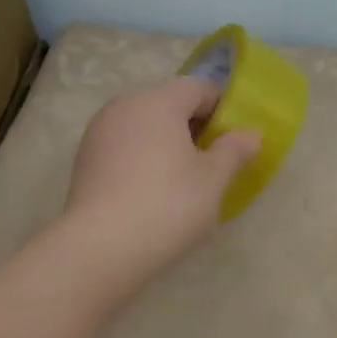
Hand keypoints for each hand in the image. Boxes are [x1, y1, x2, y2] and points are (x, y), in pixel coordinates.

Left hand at [62, 78, 260, 304]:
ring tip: (186, 178)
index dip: (223, 109)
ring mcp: (98, 133)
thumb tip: (251, 134)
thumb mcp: (213, 179)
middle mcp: (124, 107)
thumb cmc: (168, 204)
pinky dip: (144, 158)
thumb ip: (235, 150)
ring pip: (144, 127)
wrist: (101, 248)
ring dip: (168, 143)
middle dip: (195, 126)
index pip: (198, 89)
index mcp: (158, 102)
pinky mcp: (85, 161)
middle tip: (216, 160)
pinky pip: (125, 147)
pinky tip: (155, 190)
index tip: (237, 138)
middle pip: (168, 104)